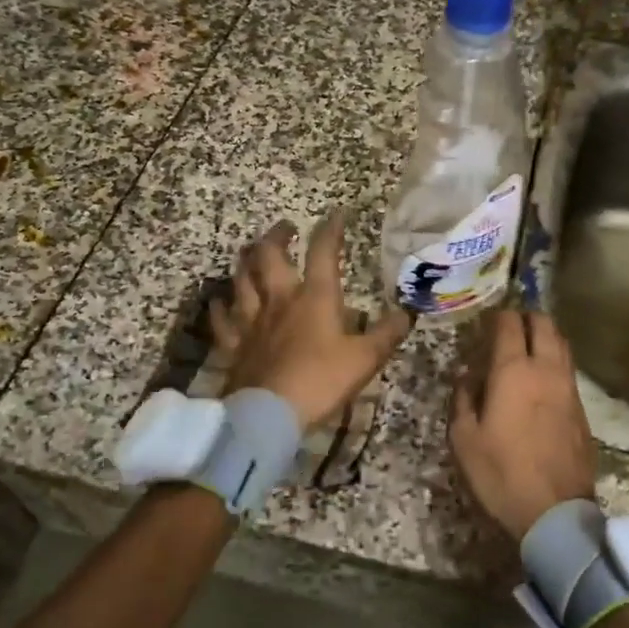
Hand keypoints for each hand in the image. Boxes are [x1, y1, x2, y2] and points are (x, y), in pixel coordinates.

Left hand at [211, 214, 412, 429]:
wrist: (270, 413)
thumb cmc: (321, 381)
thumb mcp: (365, 358)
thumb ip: (387, 333)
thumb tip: (407, 312)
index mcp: (315, 297)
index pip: (323, 252)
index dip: (331, 229)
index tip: (337, 214)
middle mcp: (280, 299)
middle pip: (269, 255)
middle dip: (277, 235)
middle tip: (285, 227)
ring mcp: (251, 320)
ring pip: (241, 278)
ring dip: (246, 261)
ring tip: (252, 253)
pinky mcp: (233, 343)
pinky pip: (222, 318)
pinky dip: (221, 306)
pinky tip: (222, 300)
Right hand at [450, 310, 597, 539]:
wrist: (554, 512)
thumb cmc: (500, 473)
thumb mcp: (464, 438)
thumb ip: (463, 398)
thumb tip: (467, 375)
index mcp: (513, 372)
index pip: (509, 325)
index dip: (498, 315)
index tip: (487, 318)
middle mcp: (546, 370)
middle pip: (544, 324)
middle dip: (527, 315)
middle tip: (510, 322)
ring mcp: (569, 388)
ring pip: (562, 344)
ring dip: (545, 335)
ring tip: (527, 343)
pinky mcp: (582, 409)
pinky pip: (568, 369)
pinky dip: (555, 360)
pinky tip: (542, 376)